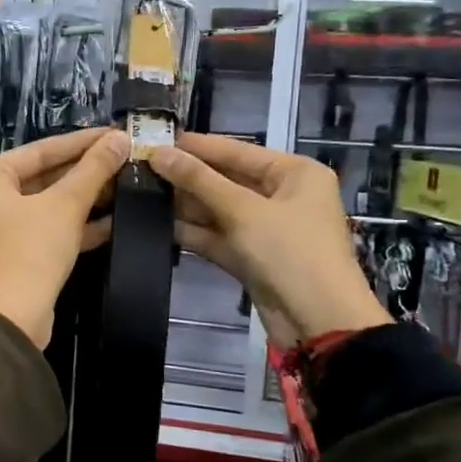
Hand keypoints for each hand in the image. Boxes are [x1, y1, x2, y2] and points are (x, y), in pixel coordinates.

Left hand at [0, 127, 127, 348]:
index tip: (114, 133)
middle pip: (42, 176)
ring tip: (124, 185)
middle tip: (123, 158)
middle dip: (85, 172)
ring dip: (84, 199)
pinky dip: (73, 226)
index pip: (40, 149)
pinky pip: (44, 230)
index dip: (82, 142)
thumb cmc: (30, 250)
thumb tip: (119, 138)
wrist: (11, 319)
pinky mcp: (11, 255)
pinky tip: (112, 222)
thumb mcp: (66, 205)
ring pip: (46, 205)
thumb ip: (93, 170)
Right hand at [150, 133, 387, 347]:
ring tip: (141, 193)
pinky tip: (158, 224)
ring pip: (219, 210)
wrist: (319, 322)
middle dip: (187, 177)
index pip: (238, 151)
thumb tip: (158, 152)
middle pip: (227, 180)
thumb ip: (198, 180)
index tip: (156, 139)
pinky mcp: (252, 258)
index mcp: (294, 173)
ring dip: (186, 205)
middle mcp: (282, 196)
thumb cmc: (290, 252)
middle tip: (141, 168)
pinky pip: (219, 237)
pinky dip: (194, 232)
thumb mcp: (243, 210)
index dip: (197, 147)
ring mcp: (267, 229)